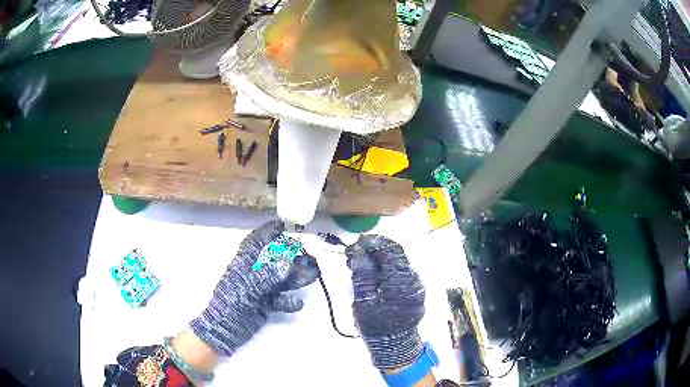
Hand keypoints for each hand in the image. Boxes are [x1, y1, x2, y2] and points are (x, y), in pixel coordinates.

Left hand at [190, 221, 317, 355]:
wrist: (224, 330)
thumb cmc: (230, 304)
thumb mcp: (246, 288)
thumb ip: (267, 276)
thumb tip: (289, 263)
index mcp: (244, 265)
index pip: (255, 243)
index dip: (266, 233)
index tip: (282, 225)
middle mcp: (254, 275)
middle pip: (275, 261)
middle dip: (291, 257)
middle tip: (308, 256)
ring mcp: (261, 290)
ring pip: (282, 280)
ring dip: (297, 278)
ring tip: (313, 275)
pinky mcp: (266, 305)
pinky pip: (281, 300)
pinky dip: (289, 301)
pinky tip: (297, 303)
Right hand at [346, 235, 425, 369]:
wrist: (394, 347)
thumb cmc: (376, 325)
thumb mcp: (363, 301)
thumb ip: (362, 274)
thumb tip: (359, 251)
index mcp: (401, 280)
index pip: (390, 249)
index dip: (373, 242)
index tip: (357, 244)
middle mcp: (414, 279)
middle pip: (395, 255)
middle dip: (374, 252)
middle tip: (354, 258)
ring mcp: (417, 286)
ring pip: (397, 265)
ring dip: (379, 262)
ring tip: (360, 269)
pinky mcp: (415, 293)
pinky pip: (400, 275)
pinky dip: (385, 272)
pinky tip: (373, 280)